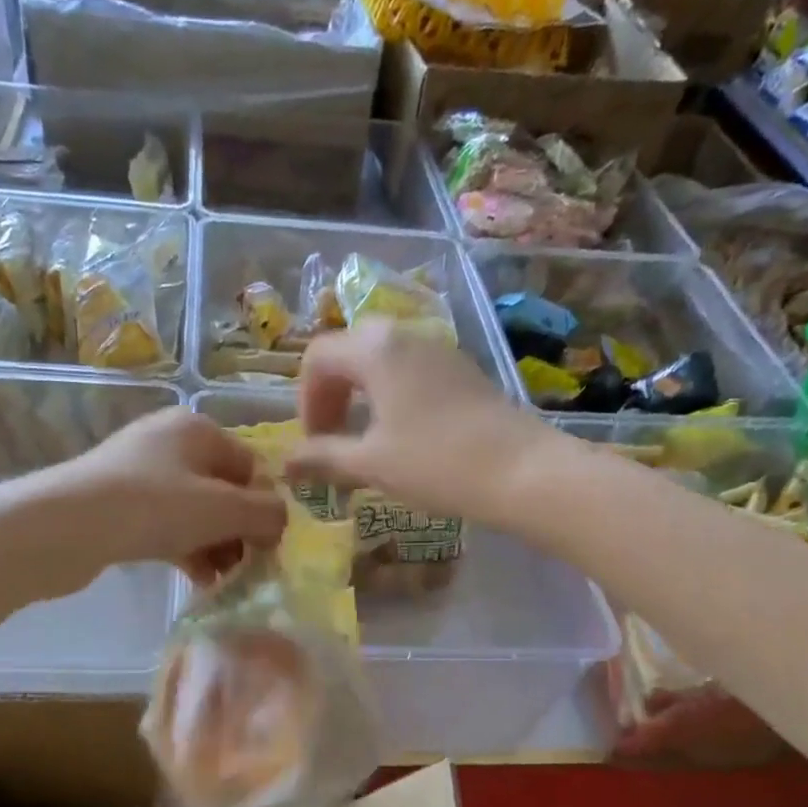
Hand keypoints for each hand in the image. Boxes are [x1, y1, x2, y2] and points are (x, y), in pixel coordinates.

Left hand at [53, 407, 285, 582]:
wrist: (63, 527)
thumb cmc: (153, 507)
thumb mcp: (223, 509)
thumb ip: (265, 513)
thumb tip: (282, 521)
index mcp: (198, 429)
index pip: (251, 467)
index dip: (265, 507)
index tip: (270, 547)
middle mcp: (170, 442)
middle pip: (223, 490)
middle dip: (239, 531)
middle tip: (248, 569)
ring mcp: (140, 473)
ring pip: (196, 512)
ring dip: (215, 546)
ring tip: (224, 581)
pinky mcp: (118, 504)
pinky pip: (167, 525)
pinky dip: (186, 549)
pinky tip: (197, 580)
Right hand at [288, 321, 554, 522]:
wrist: (522, 470)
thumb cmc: (436, 463)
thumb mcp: (371, 463)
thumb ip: (322, 457)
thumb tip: (285, 464)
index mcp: (375, 349)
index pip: (317, 357)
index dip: (306, 400)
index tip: (314, 441)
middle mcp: (404, 335)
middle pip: (348, 352)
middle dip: (331, 394)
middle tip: (332, 437)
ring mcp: (438, 349)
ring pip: (381, 360)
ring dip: (360, 395)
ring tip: (363, 440)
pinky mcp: (462, 369)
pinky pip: (410, 370)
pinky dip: (391, 396)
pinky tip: (401, 434)